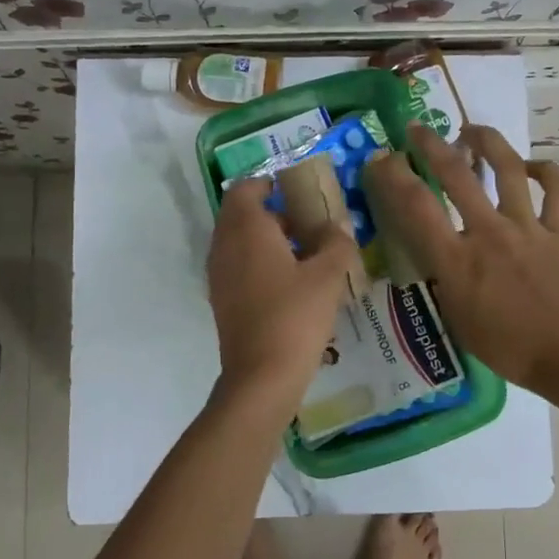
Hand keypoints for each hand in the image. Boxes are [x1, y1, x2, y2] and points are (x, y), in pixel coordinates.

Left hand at [206, 178, 361, 412]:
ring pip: (240, 242)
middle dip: (274, 212)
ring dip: (268, 239)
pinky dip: (261, 263)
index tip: (297, 188)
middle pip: (242, 214)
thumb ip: (337, 243)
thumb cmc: (295, 316)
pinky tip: (292, 283)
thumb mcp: (328, 276)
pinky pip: (239, 267)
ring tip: (307, 252)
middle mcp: (225, 246)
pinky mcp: (222, 300)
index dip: (269, 182)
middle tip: (309, 221)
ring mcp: (219, 275)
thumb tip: (338, 227)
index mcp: (246, 229)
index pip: (246, 188)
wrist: (261, 376)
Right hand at [362, 124, 558, 399]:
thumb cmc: (504, 345)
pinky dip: (546, 172)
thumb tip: (435, 251)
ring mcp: (527, 227)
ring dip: (488, 142)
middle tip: (418, 129)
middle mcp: (488, 232)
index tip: (381, 159)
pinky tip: (532, 167)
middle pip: (456, 174)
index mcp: (457, 259)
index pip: (416, 207)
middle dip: (431, 145)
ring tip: (472, 130)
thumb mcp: (454, 315)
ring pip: (508, 169)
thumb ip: (442, 277)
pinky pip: (557, 190)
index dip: (393, 177)